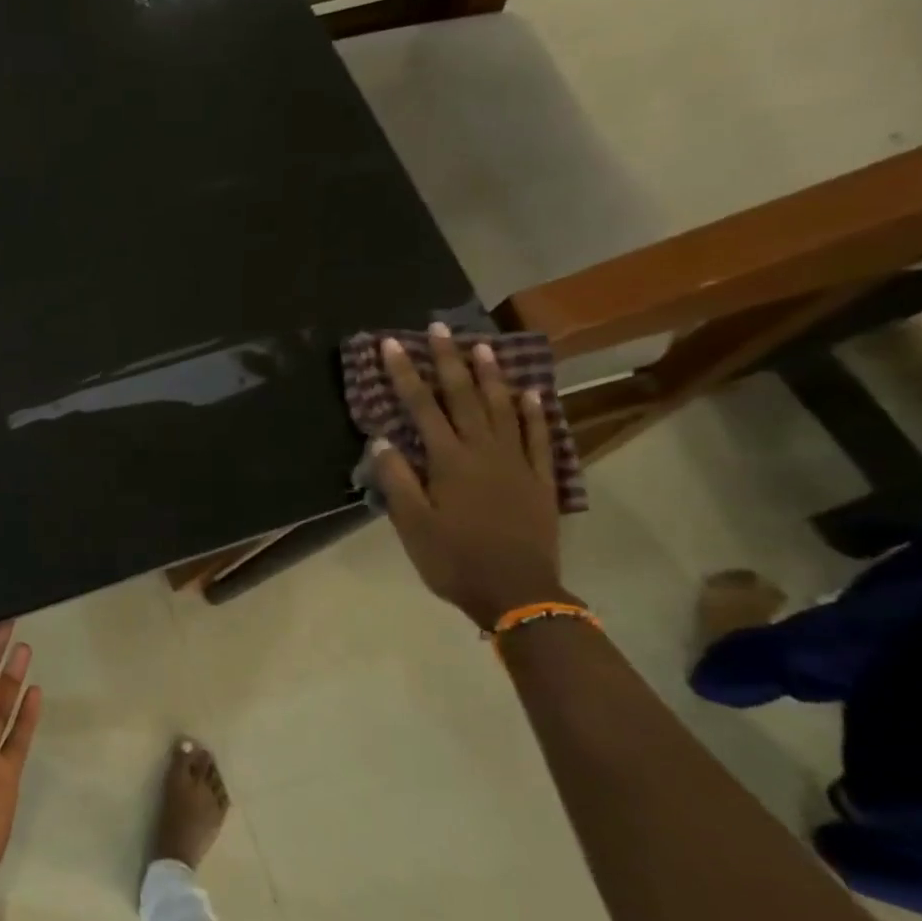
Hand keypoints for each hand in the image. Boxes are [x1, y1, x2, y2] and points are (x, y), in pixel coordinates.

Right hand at [371, 325, 565, 629]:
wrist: (519, 593)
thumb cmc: (455, 560)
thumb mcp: (413, 525)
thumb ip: (397, 480)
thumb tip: (381, 440)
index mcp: (449, 461)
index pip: (422, 407)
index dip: (404, 373)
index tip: (391, 344)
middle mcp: (485, 451)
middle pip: (465, 396)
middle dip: (448, 360)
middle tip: (439, 327)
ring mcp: (517, 462)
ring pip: (504, 408)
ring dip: (491, 375)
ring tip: (482, 346)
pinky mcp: (540, 479)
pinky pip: (538, 437)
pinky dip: (534, 412)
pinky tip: (531, 393)